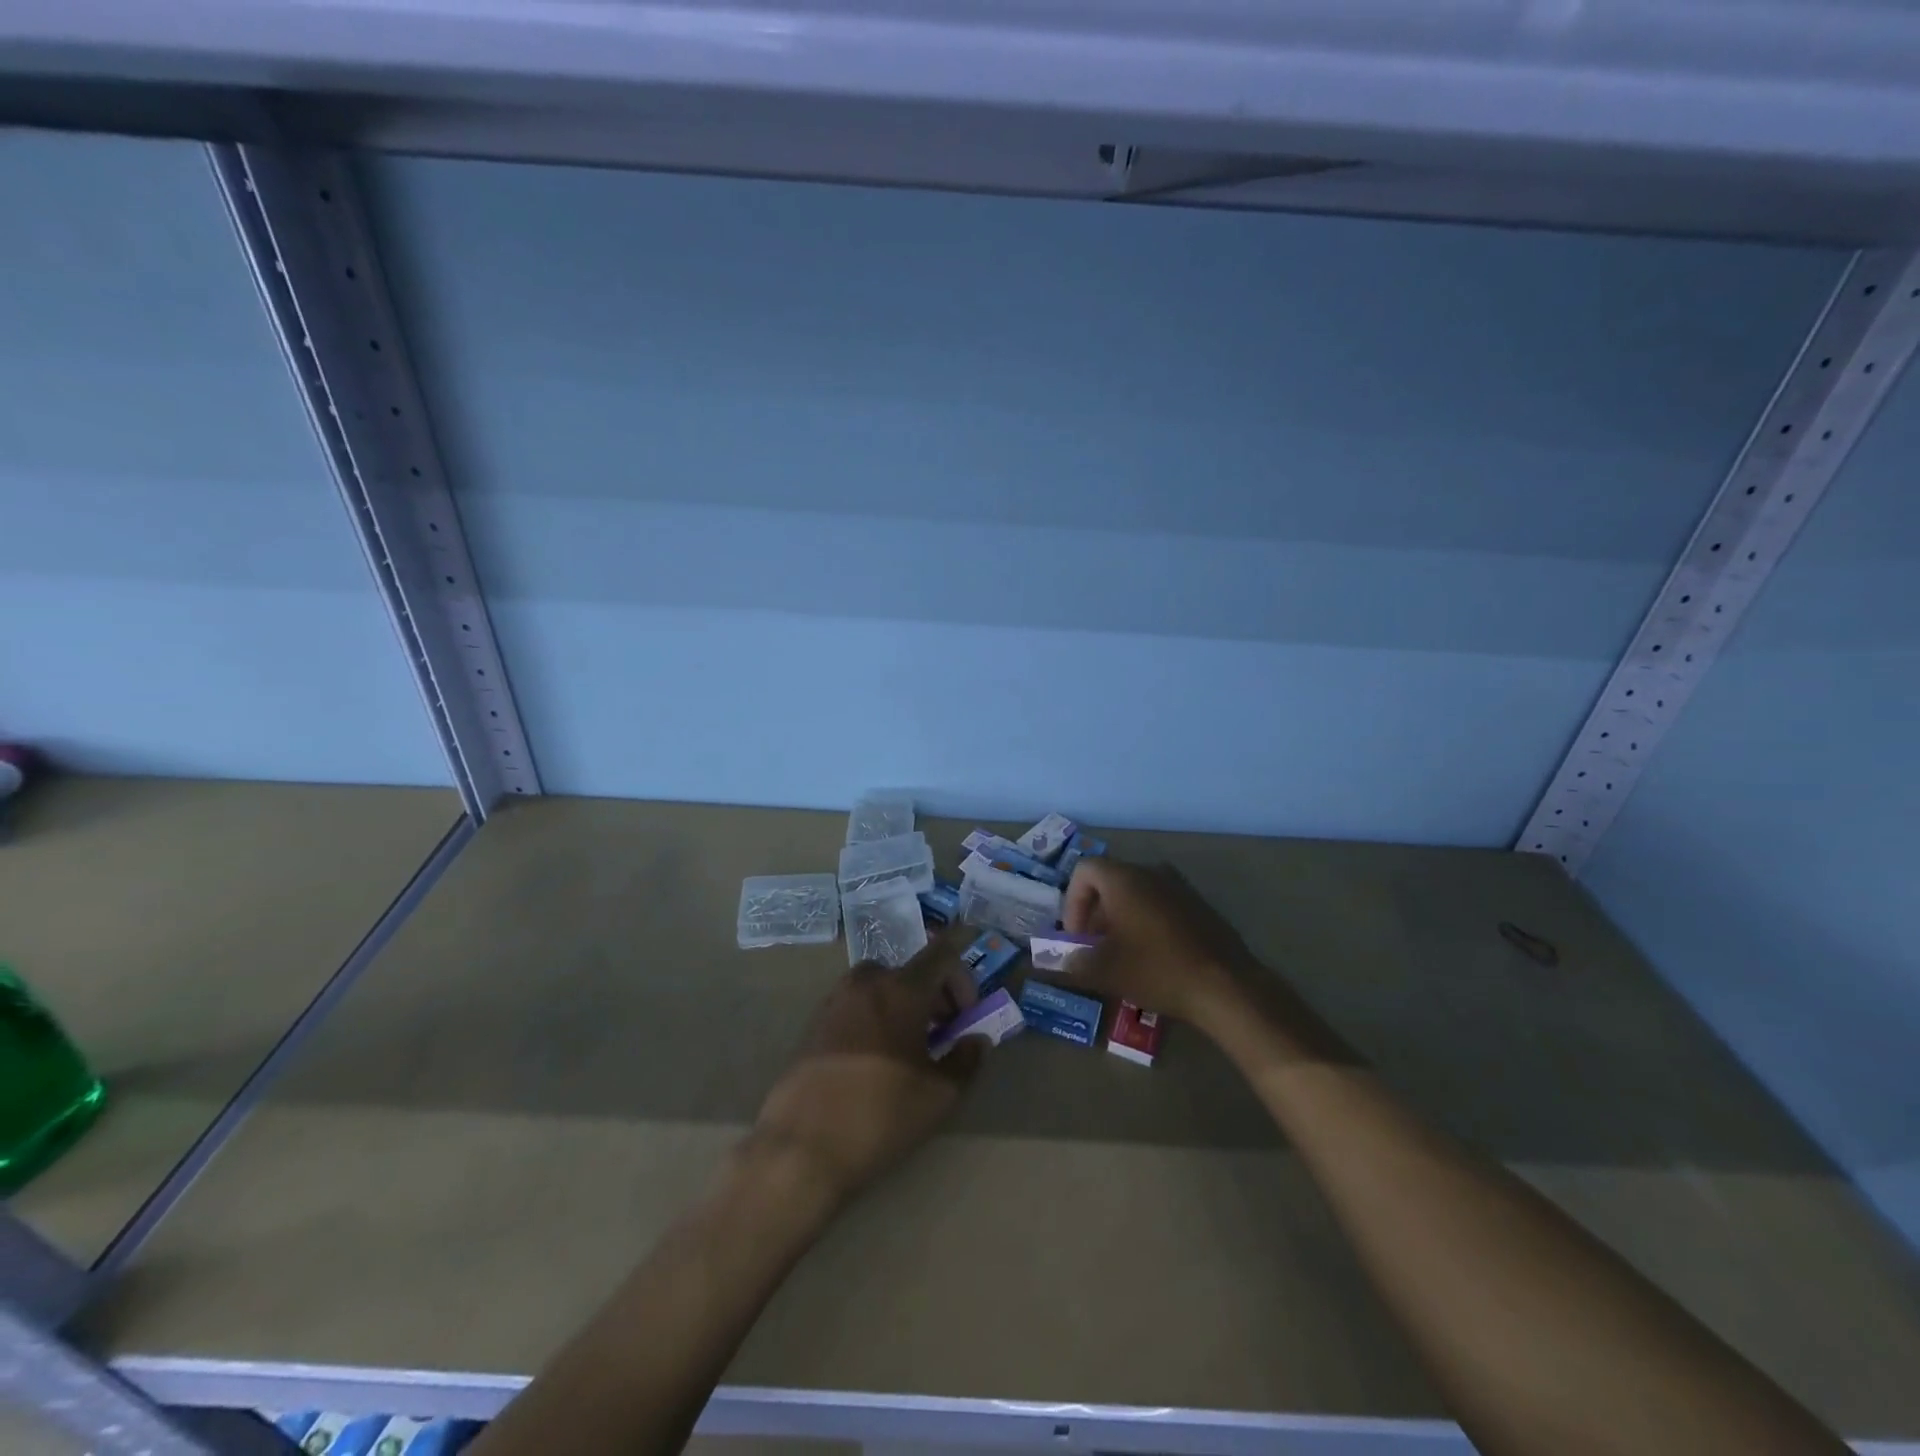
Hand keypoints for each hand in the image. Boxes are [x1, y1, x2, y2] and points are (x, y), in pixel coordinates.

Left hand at [751, 928, 984, 1207]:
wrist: (801, 1147)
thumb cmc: (880, 1115)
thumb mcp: (939, 1095)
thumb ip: (966, 1060)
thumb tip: (976, 1041)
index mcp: (901, 989)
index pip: (942, 954)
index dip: (963, 978)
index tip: (966, 1015)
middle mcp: (867, 982)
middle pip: (911, 970)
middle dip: (935, 995)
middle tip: (944, 1033)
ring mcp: (835, 999)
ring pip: (881, 986)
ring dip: (903, 1004)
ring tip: (909, 1047)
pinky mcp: (814, 1022)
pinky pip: (856, 1004)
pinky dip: (875, 1016)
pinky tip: (876, 1059)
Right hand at [1061, 857, 1258, 1027]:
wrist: (1226, 986)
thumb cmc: (1157, 970)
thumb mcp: (1105, 971)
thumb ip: (1072, 963)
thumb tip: (1056, 962)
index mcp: (1124, 879)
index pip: (1083, 871)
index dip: (1072, 903)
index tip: (1077, 937)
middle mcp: (1151, 872)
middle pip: (1109, 881)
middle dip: (1095, 914)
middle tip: (1094, 949)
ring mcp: (1179, 886)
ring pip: (1136, 893)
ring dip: (1120, 919)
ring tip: (1122, 956)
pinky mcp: (1199, 905)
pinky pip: (1161, 903)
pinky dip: (1146, 922)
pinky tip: (1153, 957)